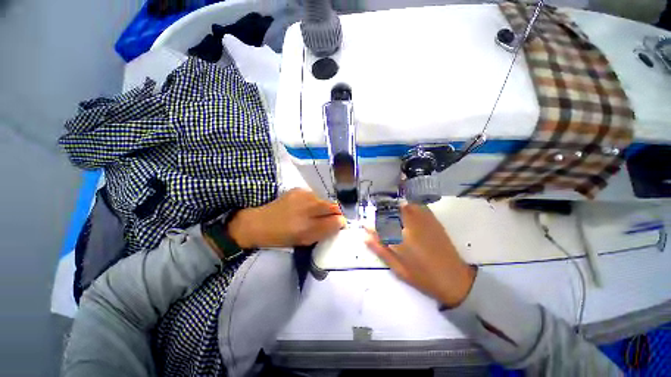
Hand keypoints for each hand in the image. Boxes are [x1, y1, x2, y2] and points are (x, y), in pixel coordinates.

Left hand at [228, 188, 345, 247]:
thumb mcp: (304, 240)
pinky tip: (304, 206)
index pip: (335, 219)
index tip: (338, 224)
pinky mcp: (298, 189)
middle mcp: (307, 208)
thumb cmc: (282, 236)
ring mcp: (303, 195)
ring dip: (323, 207)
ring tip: (313, 213)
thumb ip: (324, 231)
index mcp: (308, 226)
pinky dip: (314, 201)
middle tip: (327, 218)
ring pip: (323, 200)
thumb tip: (340, 222)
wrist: (259, 222)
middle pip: (333, 206)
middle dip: (334, 212)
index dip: (339, 221)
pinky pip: (314, 195)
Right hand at [365, 204, 475, 307]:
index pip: (378, 225)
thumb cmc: (423, 278)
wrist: (454, 278)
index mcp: (399, 240)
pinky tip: (405, 211)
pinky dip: (408, 206)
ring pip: (402, 207)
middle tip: (377, 219)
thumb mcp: (398, 269)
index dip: (370, 224)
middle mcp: (409, 226)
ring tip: (389, 215)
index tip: (365, 224)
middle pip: (390, 212)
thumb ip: (381, 250)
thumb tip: (365, 237)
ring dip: (393, 208)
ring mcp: (422, 221)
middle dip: (380, 213)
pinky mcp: (432, 220)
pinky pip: (416, 207)